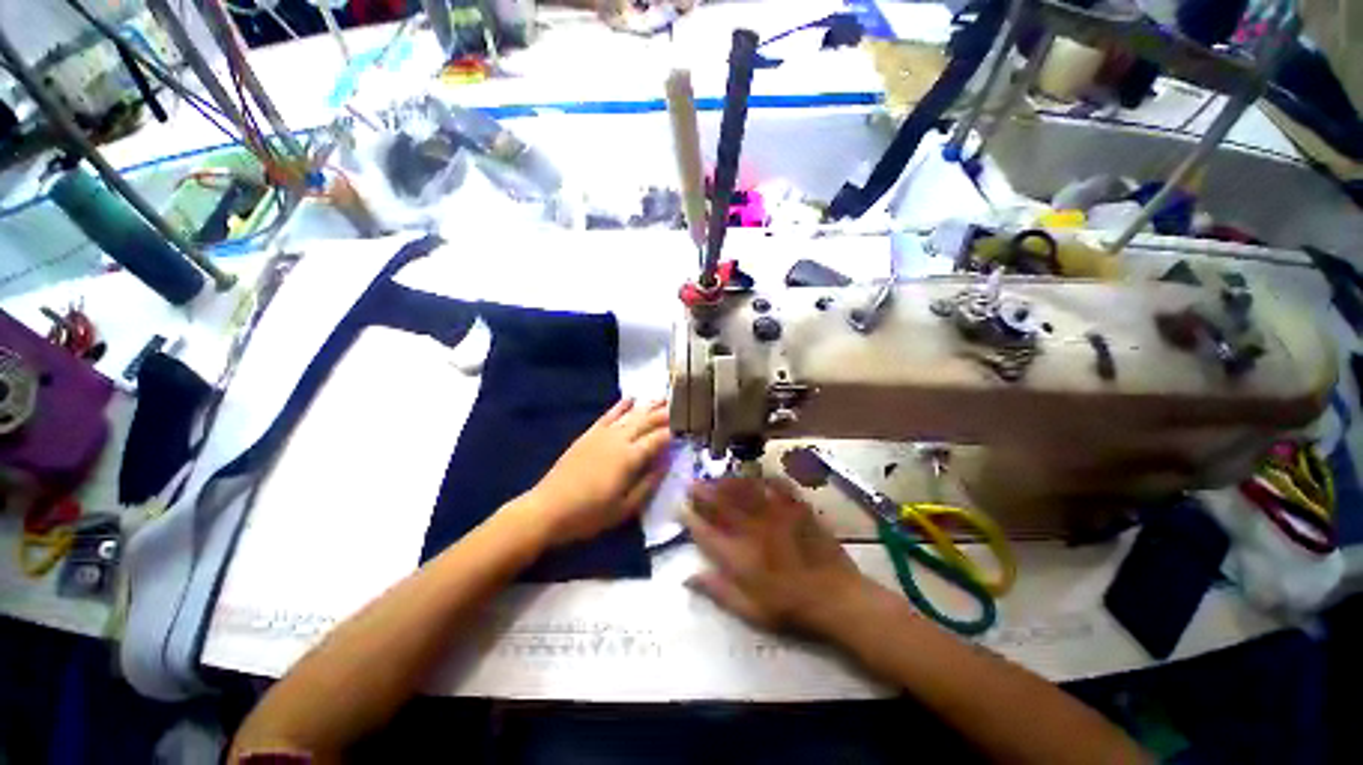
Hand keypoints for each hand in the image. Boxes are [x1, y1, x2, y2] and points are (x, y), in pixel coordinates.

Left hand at [524, 399, 671, 545]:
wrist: (548, 509)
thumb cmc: (589, 514)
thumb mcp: (625, 507)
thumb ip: (649, 483)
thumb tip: (667, 463)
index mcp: (630, 457)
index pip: (658, 439)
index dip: (674, 432)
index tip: (688, 427)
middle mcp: (619, 439)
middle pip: (647, 421)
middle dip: (665, 413)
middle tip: (681, 408)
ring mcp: (602, 434)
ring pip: (631, 414)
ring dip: (648, 405)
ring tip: (664, 397)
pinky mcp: (589, 434)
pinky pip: (609, 415)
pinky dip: (621, 405)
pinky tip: (631, 398)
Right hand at [683, 478, 866, 634]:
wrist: (836, 598)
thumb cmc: (791, 608)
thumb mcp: (751, 611)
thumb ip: (718, 592)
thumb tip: (687, 578)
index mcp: (739, 557)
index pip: (706, 533)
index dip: (690, 518)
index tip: (680, 507)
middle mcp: (753, 530)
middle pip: (722, 506)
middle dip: (703, 492)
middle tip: (691, 482)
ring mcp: (775, 516)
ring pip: (745, 492)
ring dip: (727, 482)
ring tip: (715, 476)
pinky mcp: (796, 509)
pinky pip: (777, 486)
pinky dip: (764, 478)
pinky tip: (756, 474)